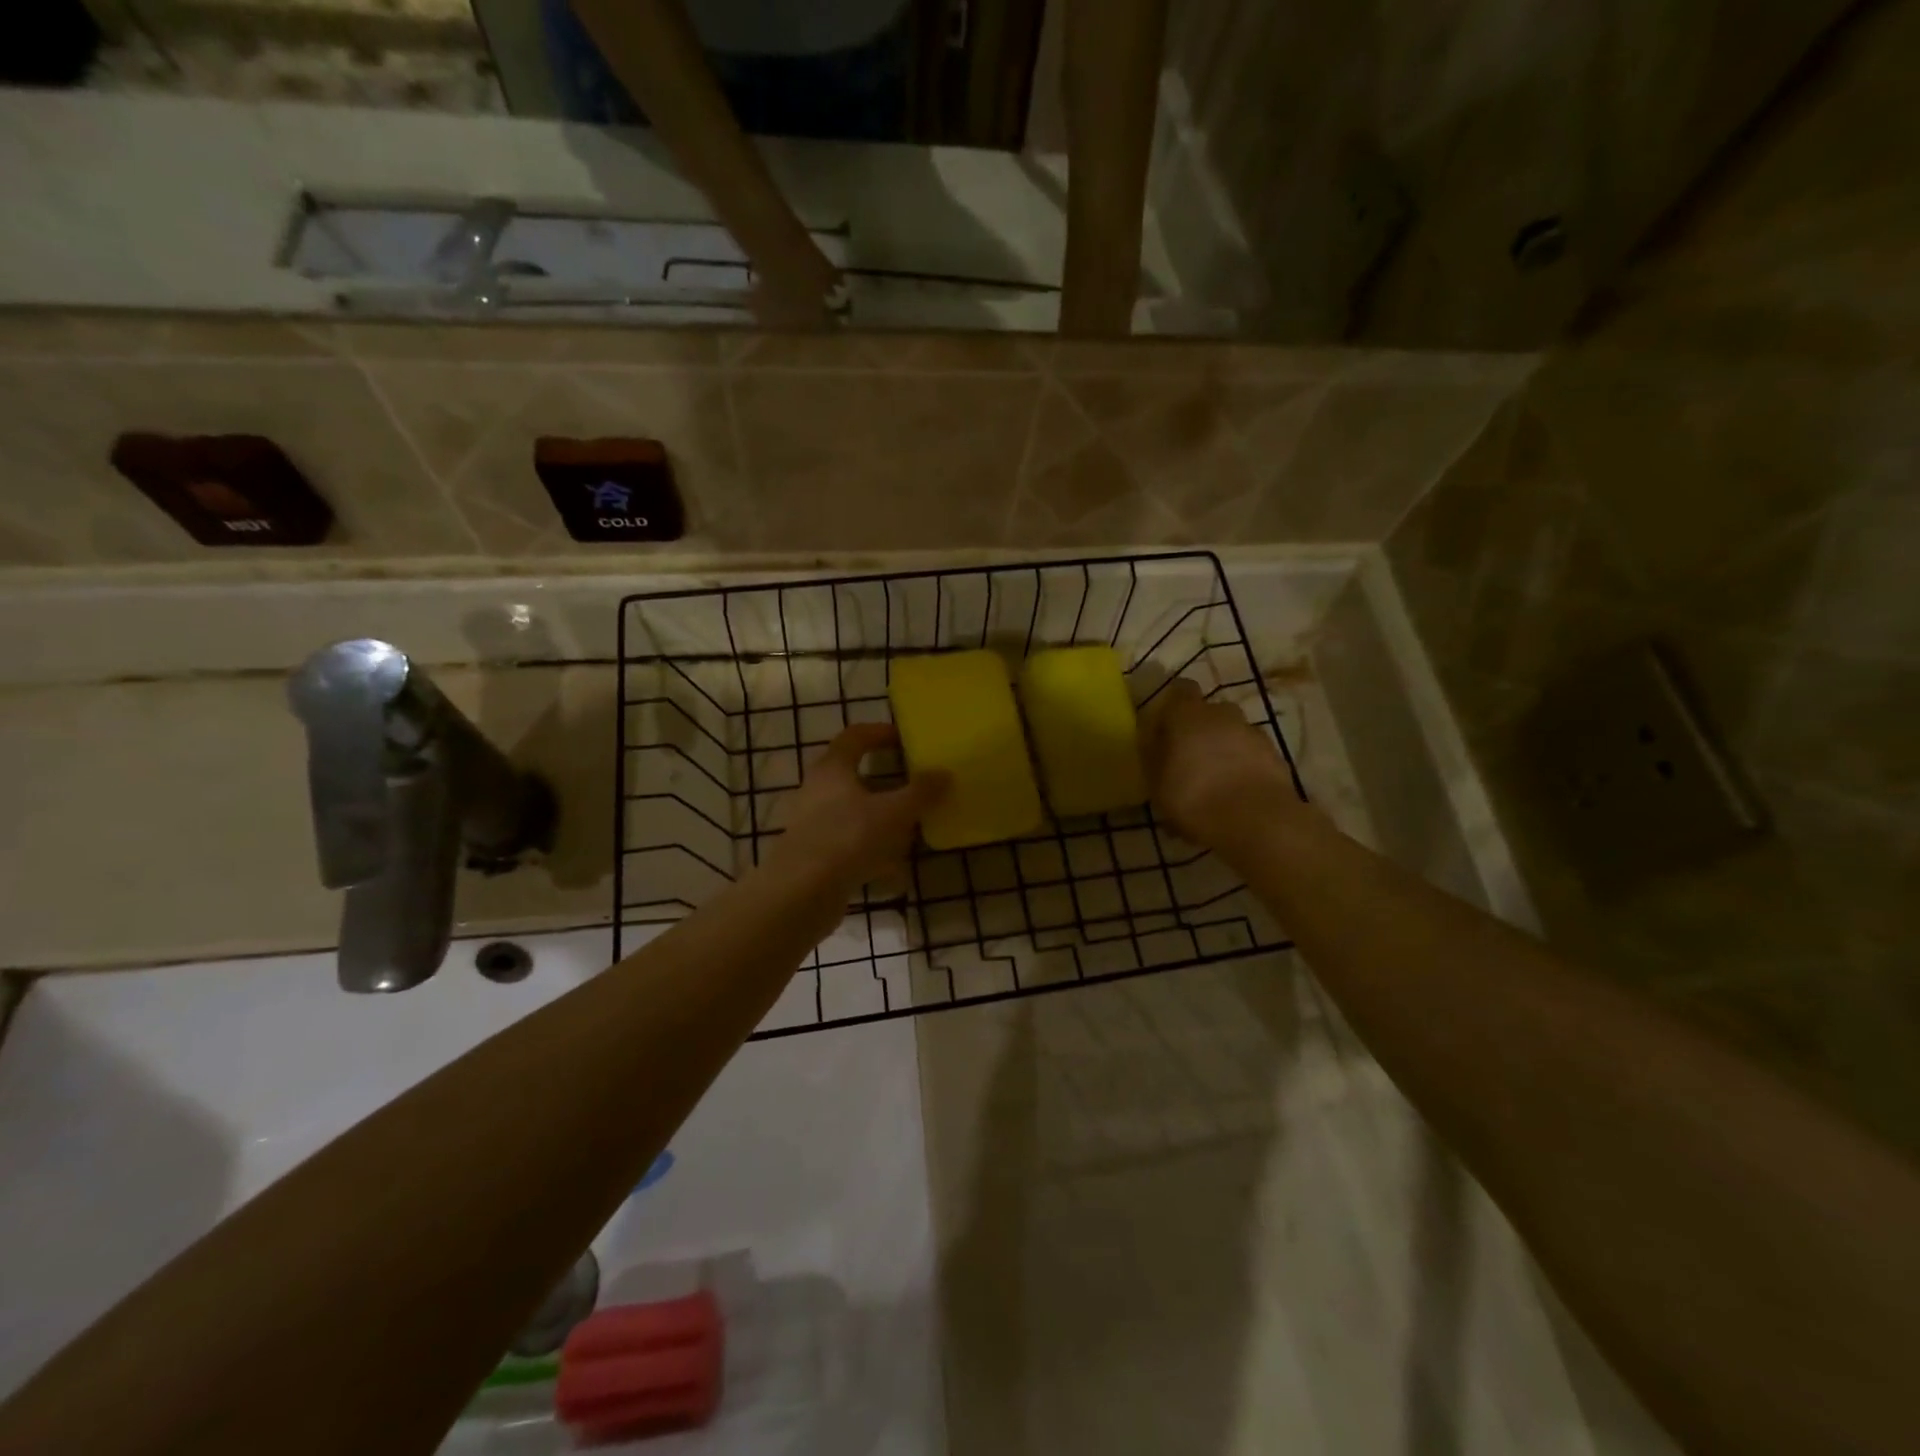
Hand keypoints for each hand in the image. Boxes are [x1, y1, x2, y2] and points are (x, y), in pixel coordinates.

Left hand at [768, 723, 948, 889]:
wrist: (802, 893)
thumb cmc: (849, 838)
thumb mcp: (894, 812)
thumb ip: (921, 792)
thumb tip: (944, 773)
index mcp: (833, 769)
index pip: (854, 737)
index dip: (880, 733)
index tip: (905, 739)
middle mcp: (817, 792)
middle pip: (854, 778)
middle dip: (886, 785)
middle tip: (914, 789)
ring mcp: (812, 826)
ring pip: (854, 816)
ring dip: (881, 823)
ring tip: (910, 836)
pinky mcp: (814, 857)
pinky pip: (850, 848)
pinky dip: (873, 856)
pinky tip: (894, 876)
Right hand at [1141, 678, 1294, 847]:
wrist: (1256, 821)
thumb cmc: (1193, 797)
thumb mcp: (1156, 782)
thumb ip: (1154, 756)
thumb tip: (1155, 743)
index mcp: (1188, 714)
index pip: (1180, 690)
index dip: (1173, 707)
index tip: (1165, 728)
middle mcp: (1223, 714)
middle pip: (1208, 713)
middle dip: (1199, 731)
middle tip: (1187, 760)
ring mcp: (1253, 733)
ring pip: (1232, 735)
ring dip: (1223, 750)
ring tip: (1213, 783)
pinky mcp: (1276, 756)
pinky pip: (1251, 756)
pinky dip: (1243, 768)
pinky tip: (1234, 796)